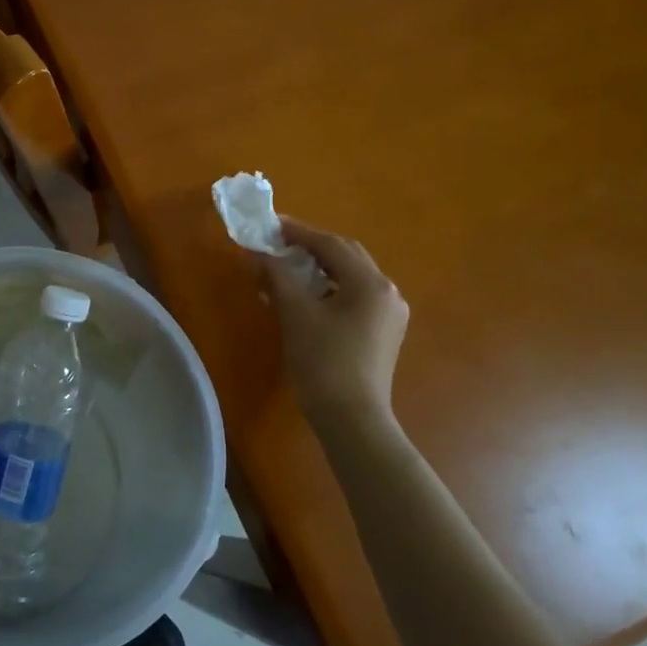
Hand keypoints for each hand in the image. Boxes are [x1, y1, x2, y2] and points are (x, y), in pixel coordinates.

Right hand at [263, 218, 409, 443]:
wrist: (352, 419)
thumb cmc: (323, 362)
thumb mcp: (294, 313)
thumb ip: (276, 276)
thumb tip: (257, 253)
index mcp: (370, 283)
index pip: (330, 244)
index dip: (298, 232)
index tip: (270, 225)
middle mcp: (387, 292)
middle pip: (346, 256)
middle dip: (310, 248)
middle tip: (278, 245)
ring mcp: (389, 314)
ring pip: (350, 277)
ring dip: (318, 269)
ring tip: (286, 271)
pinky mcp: (383, 333)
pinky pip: (354, 298)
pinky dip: (328, 290)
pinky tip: (305, 299)